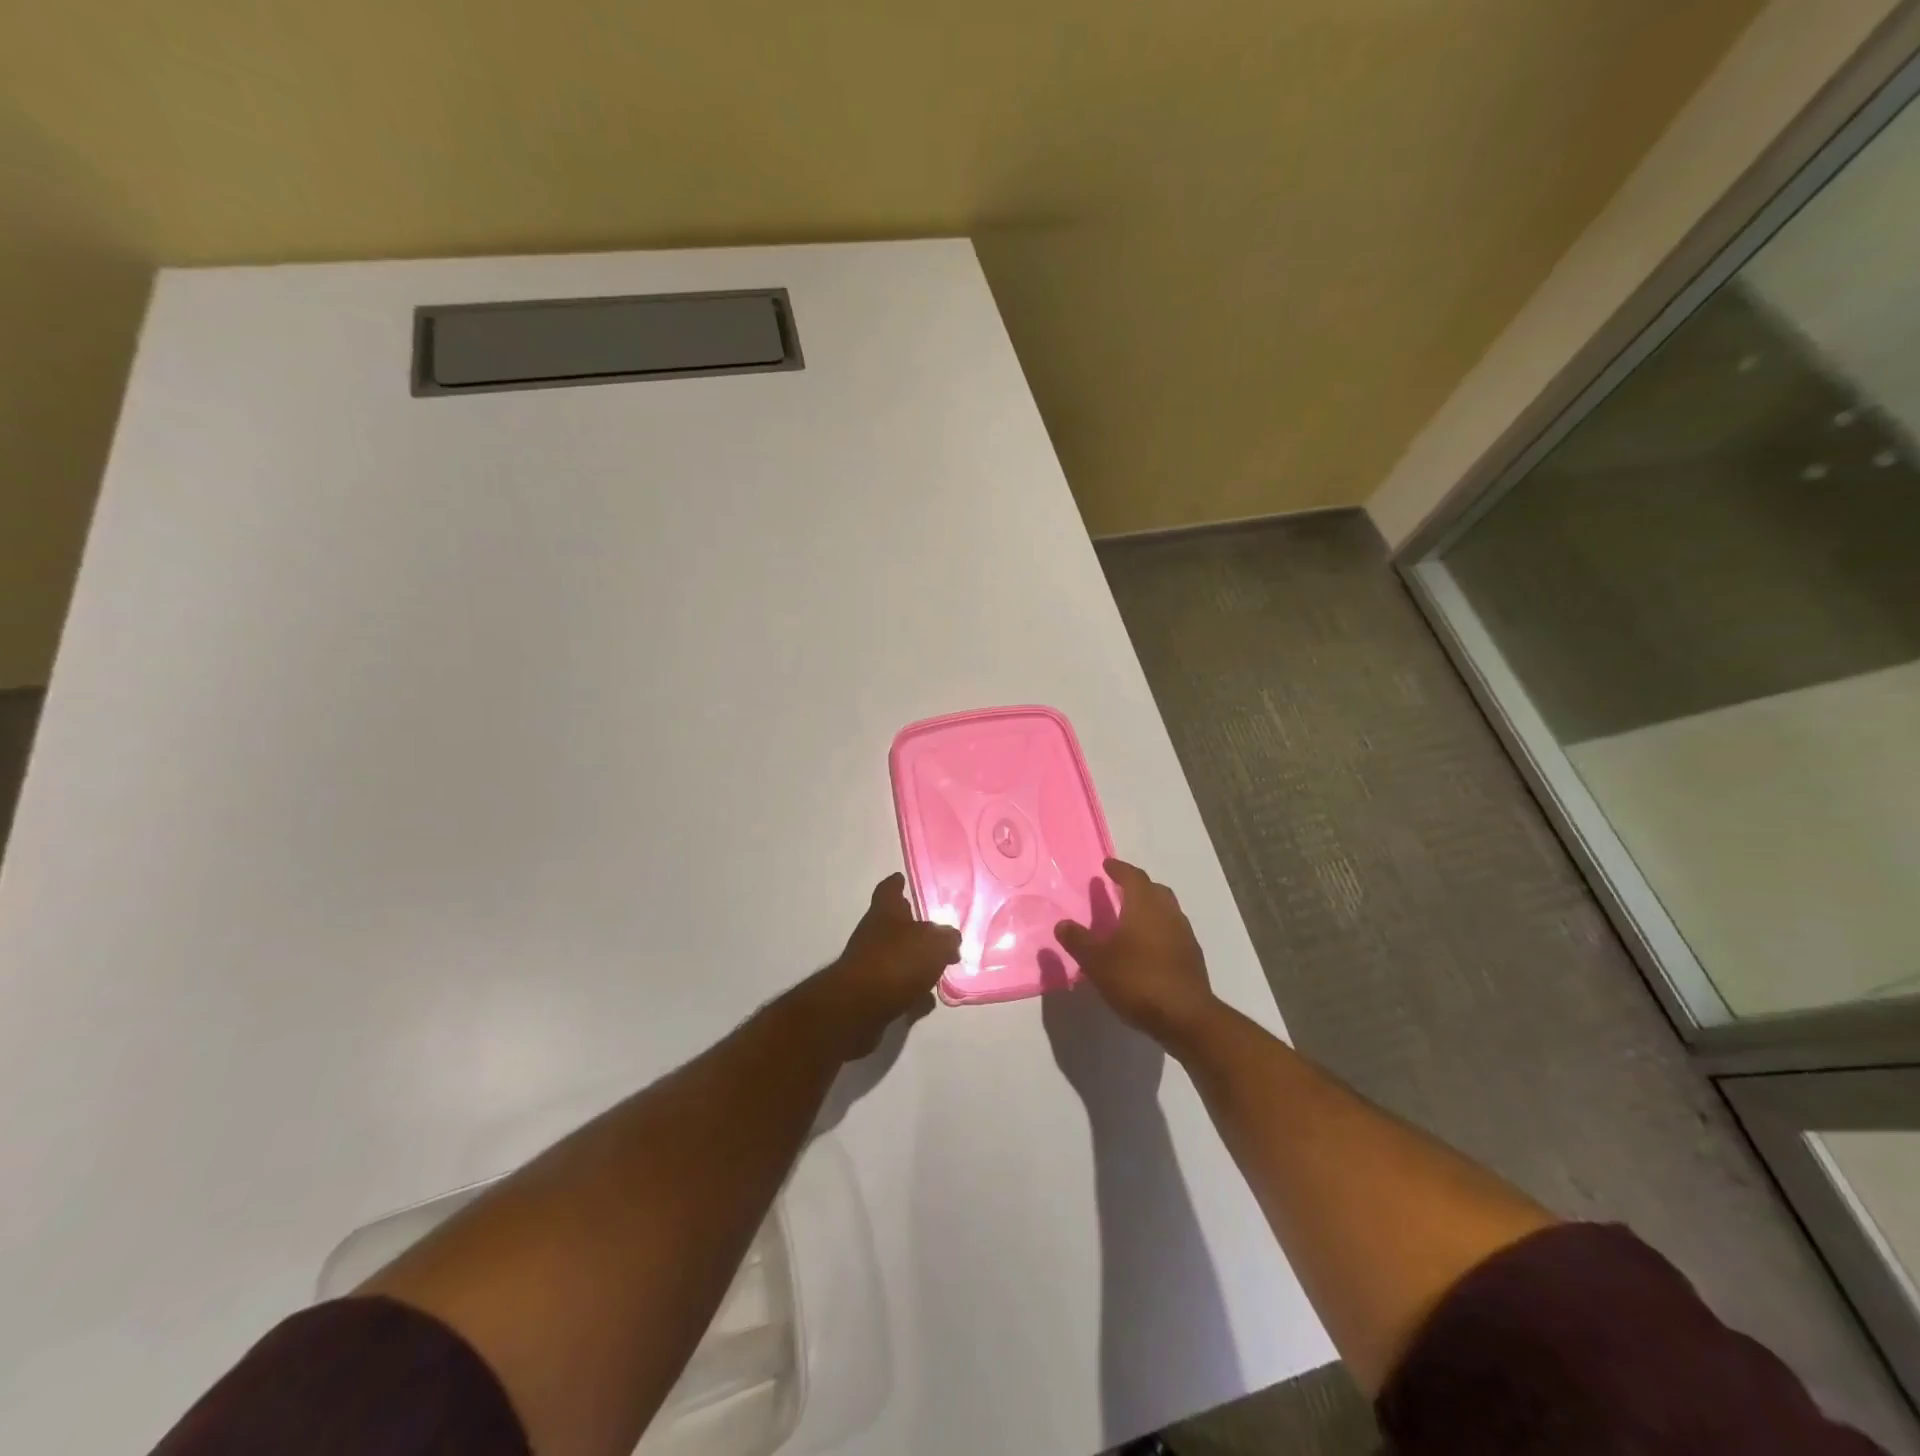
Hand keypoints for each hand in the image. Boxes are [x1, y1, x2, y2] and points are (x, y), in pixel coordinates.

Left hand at [802, 873, 960, 1060]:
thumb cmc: (897, 962)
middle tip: (934, 931)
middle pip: (893, 925)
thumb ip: (946, 938)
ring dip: (913, 962)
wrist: (857, 1008)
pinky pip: (896, 988)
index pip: (889, 890)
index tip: (900, 878)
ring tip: (937, 969)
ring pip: (896, 958)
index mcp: (885, 913)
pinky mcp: (869, 996)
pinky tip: (926, 1000)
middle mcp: (873, 935)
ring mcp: (868, 966)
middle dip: (912, 928)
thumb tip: (949, 939)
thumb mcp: (935, 943)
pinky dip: (910, 992)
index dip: (896, 884)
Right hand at [1054, 859, 1219, 1050]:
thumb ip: (1078, 941)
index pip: (1133, 877)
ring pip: (1167, 911)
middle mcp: (1168, 914)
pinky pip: (1173, 932)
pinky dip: (1159, 930)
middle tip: (1120, 889)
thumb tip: (1062, 924)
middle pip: (1155, 890)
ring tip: (1131, 919)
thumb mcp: (1097, 961)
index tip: (1107, 865)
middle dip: (1138, 886)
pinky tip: (1147, 948)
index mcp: (1145, 906)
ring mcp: (1184, 936)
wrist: (1185, 1017)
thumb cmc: (1137, 980)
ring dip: (1150, 909)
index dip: (1119, 869)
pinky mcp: (1192, 958)